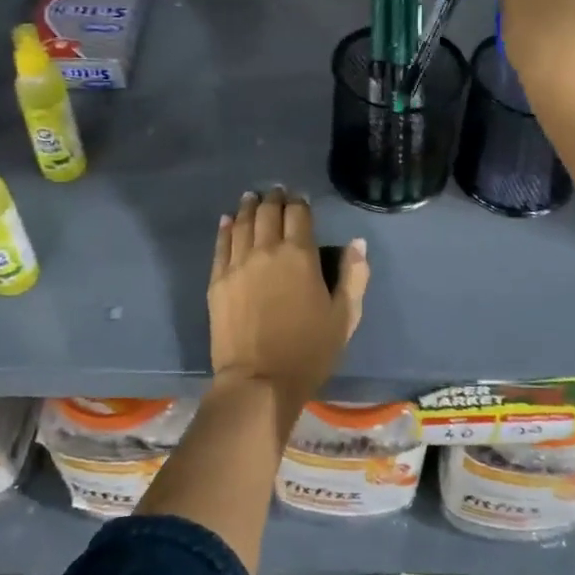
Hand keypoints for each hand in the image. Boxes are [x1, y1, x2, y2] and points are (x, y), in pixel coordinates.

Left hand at [208, 188, 369, 399]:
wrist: (259, 382)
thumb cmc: (309, 351)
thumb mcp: (345, 316)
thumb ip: (354, 275)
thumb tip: (357, 243)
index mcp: (301, 255)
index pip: (299, 214)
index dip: (300, 202)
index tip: (300, 199)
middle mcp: (267, 250)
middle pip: (268, 212)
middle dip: (274, 198)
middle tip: (276, 192)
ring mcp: (238, 264)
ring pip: (243, 223)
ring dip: (249, 206)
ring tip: (252, 197)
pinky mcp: (218, 280)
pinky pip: (221, 245)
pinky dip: (226, 228)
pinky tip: (228, 220)